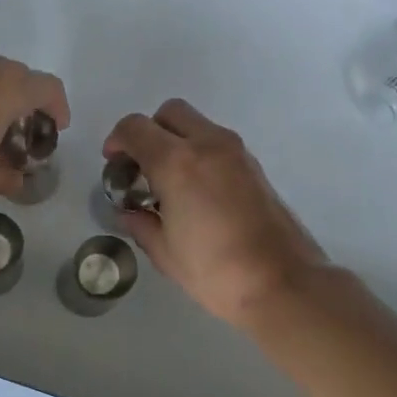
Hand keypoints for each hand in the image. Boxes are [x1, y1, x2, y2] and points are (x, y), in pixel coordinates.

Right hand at [103, 99, 327, 328]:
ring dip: (177, 141)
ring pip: (197, 125)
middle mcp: (208, 144)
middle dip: (150, 132)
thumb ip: (141, 224)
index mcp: (177, 162)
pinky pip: (217, 143)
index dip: (117, 141)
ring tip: (169, 182)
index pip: (135, 128)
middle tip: (142, 166)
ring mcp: (236, 152)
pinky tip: (196, 192)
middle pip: (170, 113)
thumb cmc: (215, 271)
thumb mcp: (165, 252)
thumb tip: (130, 212)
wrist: (282, 283)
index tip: (114, 164)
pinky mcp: (255, 166)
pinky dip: (199, 153)